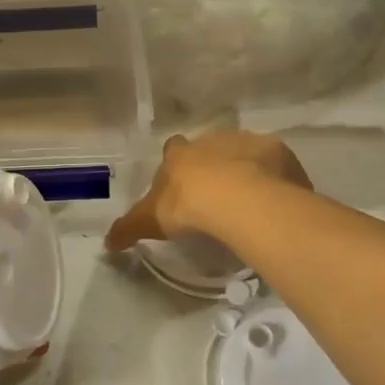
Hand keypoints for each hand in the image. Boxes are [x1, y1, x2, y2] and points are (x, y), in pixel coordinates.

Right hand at [106, 131, 310, 250]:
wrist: (239, 200)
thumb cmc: (188, 205)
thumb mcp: (150, 220)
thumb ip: (129, 228)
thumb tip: (106, 244)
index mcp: (181, 153)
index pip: (174, 149)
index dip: (178, 165)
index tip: (183, 184)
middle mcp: (212, 139)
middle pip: (211, 148)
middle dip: (214, 166)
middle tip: (218, 197)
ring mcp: (247, 141)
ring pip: (245, 152)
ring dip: (246, 170)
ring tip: (249, 201)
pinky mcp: (277, 152)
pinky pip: (275, 165)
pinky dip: (275, 179)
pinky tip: (276, 201)